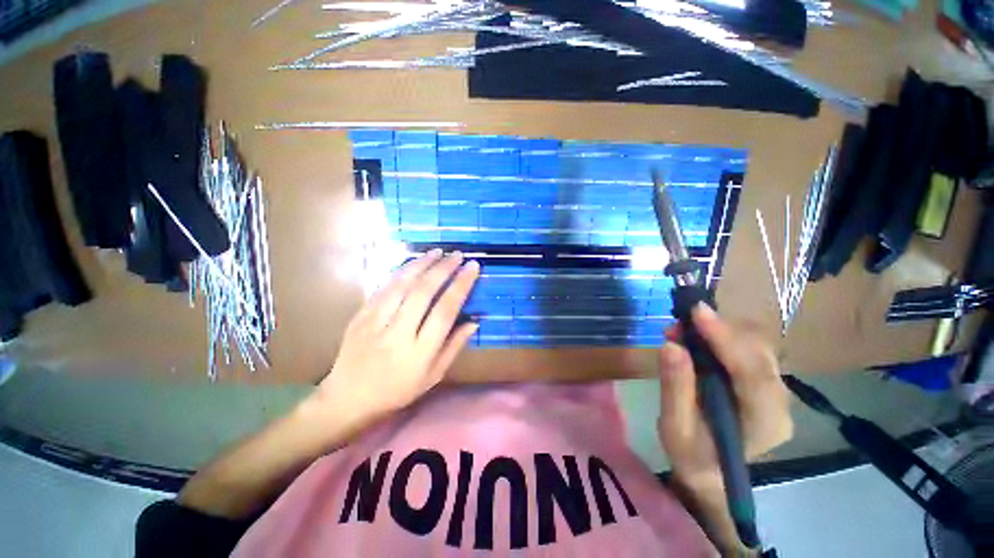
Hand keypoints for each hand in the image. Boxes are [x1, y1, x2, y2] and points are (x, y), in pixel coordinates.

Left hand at [314, 249, 479, 419]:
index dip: (461, 286)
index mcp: (419, 352)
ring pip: (401, 285)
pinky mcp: (360, 316)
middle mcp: (398, 334)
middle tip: (457, 255)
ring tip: (438, 252)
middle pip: (423, 292)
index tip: (472, 267)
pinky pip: (383, 288)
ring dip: (422, 264)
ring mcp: (375, 323)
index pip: (445, 311)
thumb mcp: (433, 376)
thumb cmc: (397, 391)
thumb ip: (454, 347)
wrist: (348, 398)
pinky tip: (413, 263)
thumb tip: (474, 321)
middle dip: (443, 269)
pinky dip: (401, 272)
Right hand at [657, 304, 791, 488]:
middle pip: (759, 353)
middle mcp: (780, 404)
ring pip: (756, 346)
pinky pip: (748, 348)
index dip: (727, 339)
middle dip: (719, 331)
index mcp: (764, 424)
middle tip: (677, 325)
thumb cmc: (690, 453)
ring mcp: (776, 391)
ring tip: (681, 331)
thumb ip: (675, 388)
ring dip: (718, 331)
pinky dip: (720, 336)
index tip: (697, 312)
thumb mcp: (675, 426)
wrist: (708, 468)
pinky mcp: (764, 382)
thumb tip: (671, 345)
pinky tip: (696, 337)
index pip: (754, 374)